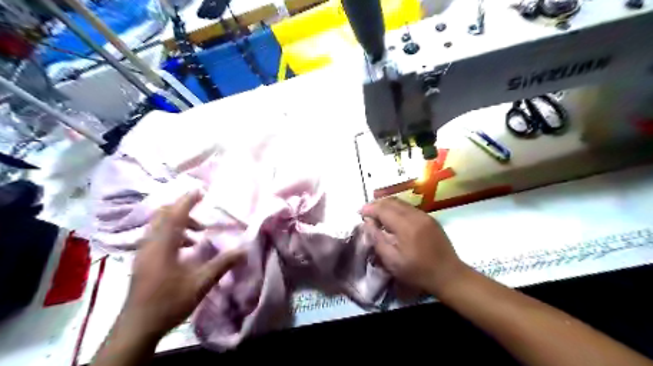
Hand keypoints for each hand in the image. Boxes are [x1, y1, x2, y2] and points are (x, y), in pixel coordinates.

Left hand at [120, 193, 246, 338]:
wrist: (137, 327)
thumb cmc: (169, 302)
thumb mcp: (200, 283)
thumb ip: (222, 264)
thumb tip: (244, 249)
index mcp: (162, 246)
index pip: (174, 215)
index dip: (187, 201)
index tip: (200, 190)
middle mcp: (149, 244)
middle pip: (161, 215)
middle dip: (181, 208)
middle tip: (201, 210)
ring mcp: (143, 252)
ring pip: (158, 226)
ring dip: (177, 222)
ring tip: (198, 233)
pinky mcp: (142, 260)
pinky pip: (156, 236)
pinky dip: (172, 233)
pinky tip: (185, 247)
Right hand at [359, 197, 465, 296]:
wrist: (449, 275)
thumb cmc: (418, 272)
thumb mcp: (392, 261)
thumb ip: (377, 239)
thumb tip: (368, 223)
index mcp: (406, 226)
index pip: (383, 209)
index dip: (369, 209)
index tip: (359, 212)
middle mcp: (416, 215)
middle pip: (392, 202)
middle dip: (376, 204)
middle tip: (366, 212)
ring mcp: (425, 215)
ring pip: (401, 203)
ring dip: (386, 205)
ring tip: (377, 213)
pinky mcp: (430, 218)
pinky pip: (409, 207)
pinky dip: (397, 208)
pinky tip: (392, 217)